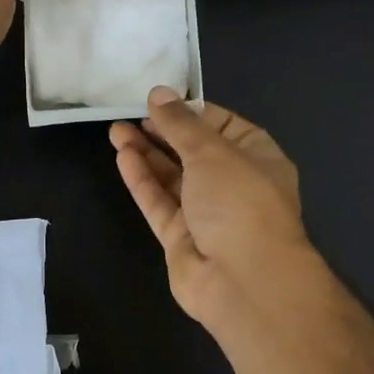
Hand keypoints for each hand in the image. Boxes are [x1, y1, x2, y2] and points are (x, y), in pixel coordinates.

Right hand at [109, 89, 316, 331]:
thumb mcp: (212, 151)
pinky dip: (142, 180)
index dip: (191, 112)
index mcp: (257, 158)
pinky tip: (123, 156)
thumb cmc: (240, 202)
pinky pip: (159, 203)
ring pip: (172, 178)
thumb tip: (159, 93)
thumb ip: (180, 123)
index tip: (160, 100)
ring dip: (146, 154)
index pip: (223, 125)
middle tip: (129, 114)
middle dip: (162, 132)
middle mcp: (233, 184)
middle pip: (193, 152)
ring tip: (116, 131)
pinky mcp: (181, 238)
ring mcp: (206, 214)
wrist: (243, 280)